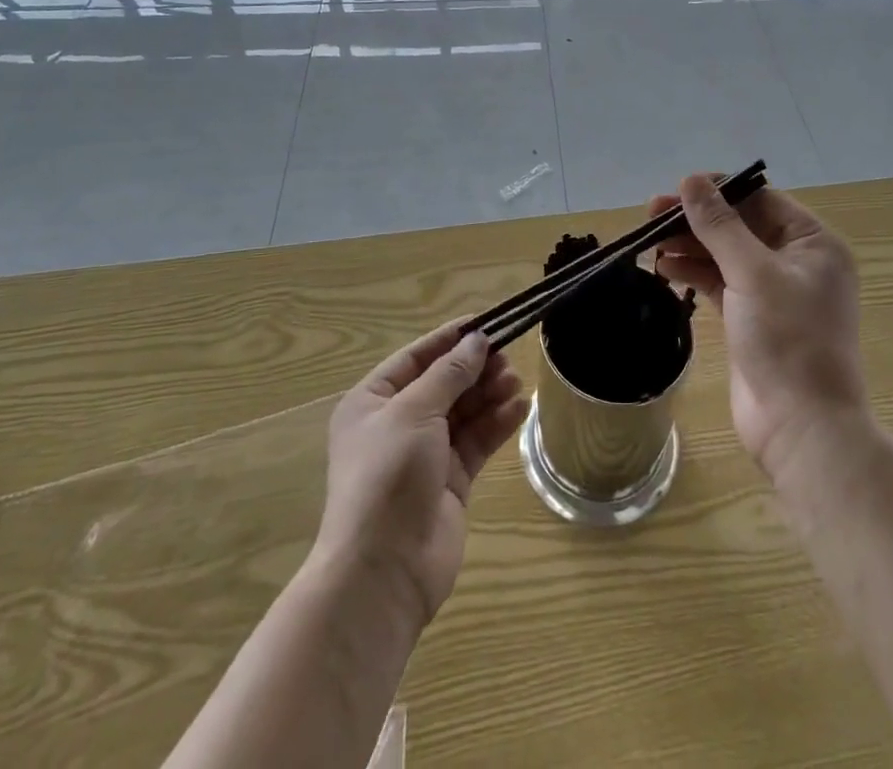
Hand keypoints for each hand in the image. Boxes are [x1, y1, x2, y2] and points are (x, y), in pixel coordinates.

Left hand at [314, 322, 528, 628]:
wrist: (384, 571)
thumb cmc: (387, 475)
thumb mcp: (415, 411)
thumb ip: (449, 373)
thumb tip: (477, 340)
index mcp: (372, 403)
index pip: (415, 358)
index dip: (449, 339)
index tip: (486, 322)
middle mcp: (396, 425)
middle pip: (443, 384)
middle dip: (474, 368)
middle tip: (508, 355)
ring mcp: (424, 455)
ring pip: (463, 412)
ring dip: (489, 393)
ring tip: (516, 380)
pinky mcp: (450, 482)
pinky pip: (476, 442)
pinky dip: (497, 423)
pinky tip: (520, 407)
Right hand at [649, 176, 868, 483]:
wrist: (802, 428)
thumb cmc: (788, 340)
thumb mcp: (752, 273)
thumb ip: (719, 225)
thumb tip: (691, 180)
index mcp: (813, 242)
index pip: (760, 199)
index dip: (718, 190)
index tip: (676, 190)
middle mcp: (797, 260)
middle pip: (740, 224)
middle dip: (697, 219)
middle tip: (651, 214)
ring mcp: (774, 291)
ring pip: (726, 253)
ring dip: (690, 245)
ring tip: (651, 241)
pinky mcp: (752, 317)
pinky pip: (720, 282)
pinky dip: (694, 272)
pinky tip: (664, 267)